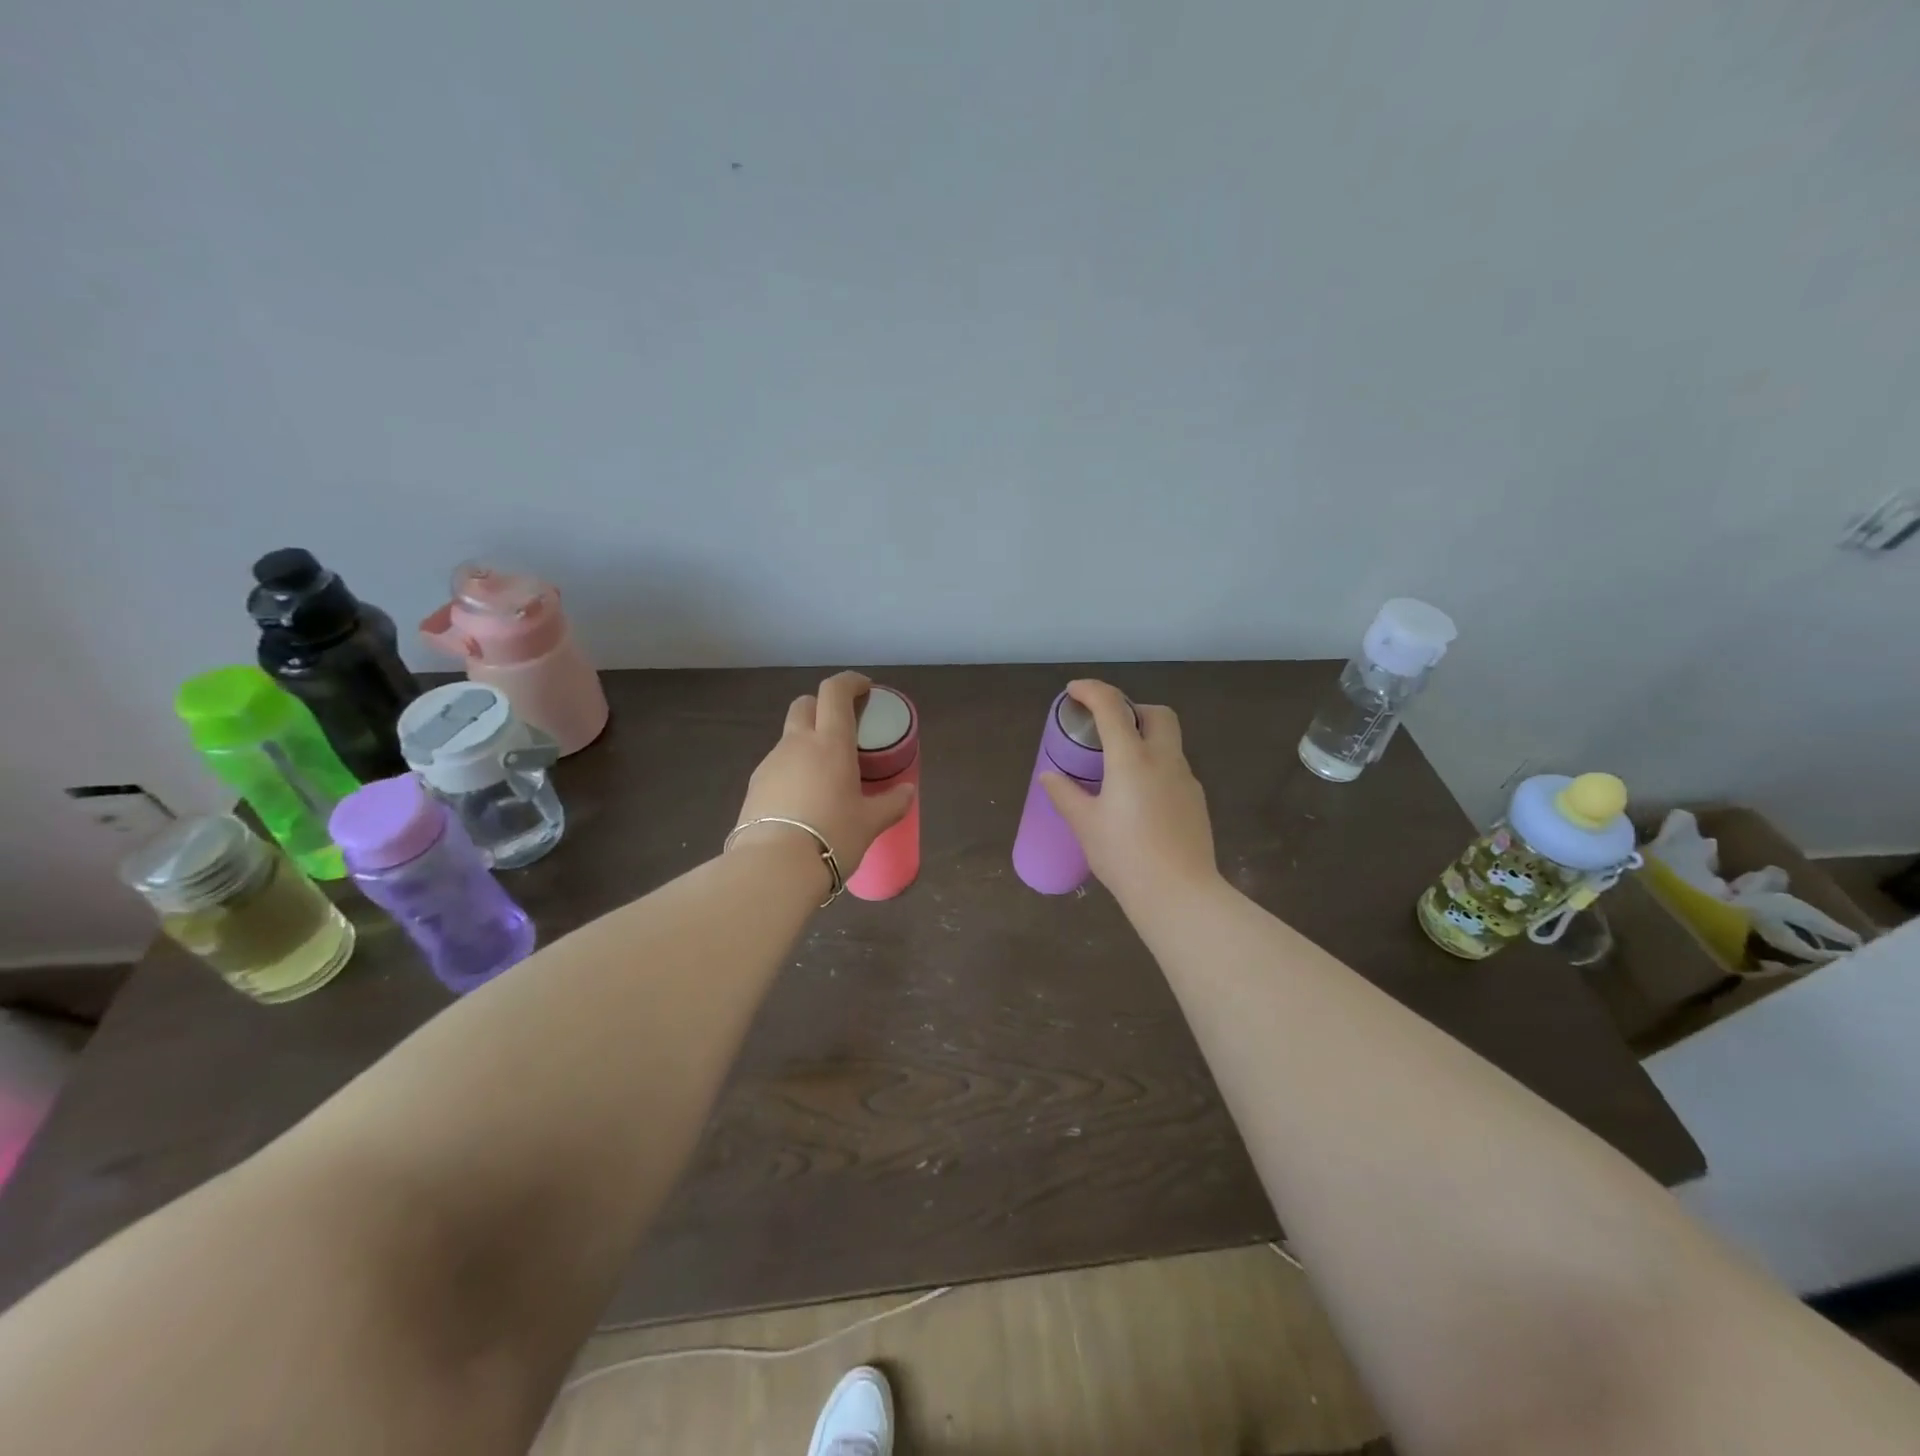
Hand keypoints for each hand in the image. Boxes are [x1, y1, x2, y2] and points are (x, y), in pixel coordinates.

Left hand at [733, 671, 916, 884]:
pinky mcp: (754, 786)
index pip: (835, 692)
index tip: (864, 688)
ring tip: (825, 774)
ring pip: (789, 738)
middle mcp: (797, 744)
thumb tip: (908, 791)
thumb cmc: (832, 836)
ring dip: (807, 742)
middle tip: (842, 727)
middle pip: (805, 705)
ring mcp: (770, 763)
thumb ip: (892, 803)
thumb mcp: (870, 823)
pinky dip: (792, 770)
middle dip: (823, 706)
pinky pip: (777, 766)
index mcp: (830, 743)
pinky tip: (803, 800)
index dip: (849, 682)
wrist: (773, 867)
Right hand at [1040, 679, 1218, 909]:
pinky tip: (1139, 799)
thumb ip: (1066, 795)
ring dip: (1145, 739)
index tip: (1074, 691)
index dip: (1092, 691)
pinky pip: (1174, 770)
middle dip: (1132, 709)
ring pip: (1169, 742)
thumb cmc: (1124, 856)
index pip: (1112, 707)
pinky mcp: (1196, 801)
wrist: (1179, 894)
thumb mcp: (1085, 825)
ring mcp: (1186, 780)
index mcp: (1132, 759)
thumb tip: (1049, 776)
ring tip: (1118, 768)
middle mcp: (1164, 760)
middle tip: (1107, 728)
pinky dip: (1155, 767)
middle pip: (1157, 714)